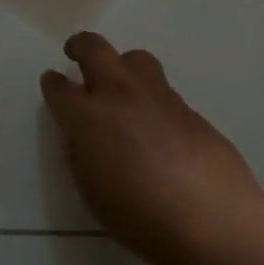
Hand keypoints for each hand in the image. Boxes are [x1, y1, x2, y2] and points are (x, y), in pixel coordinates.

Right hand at [41, 33, 263, 264]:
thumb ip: (81, 155)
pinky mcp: (188, 107)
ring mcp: (158, 96)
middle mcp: (121, 95)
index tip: (51, 82)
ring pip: (135, 58)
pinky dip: (148, 93)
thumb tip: (81, 134)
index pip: (61, 89)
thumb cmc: (142, 218)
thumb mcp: (93, 193)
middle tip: (75, 53)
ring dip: (120, 63)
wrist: (212, 218)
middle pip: (96, 50)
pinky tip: (153, 119)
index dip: (52, 84)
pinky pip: (161, 87)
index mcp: (90, 118)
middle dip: (80, 46)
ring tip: (119, 81)